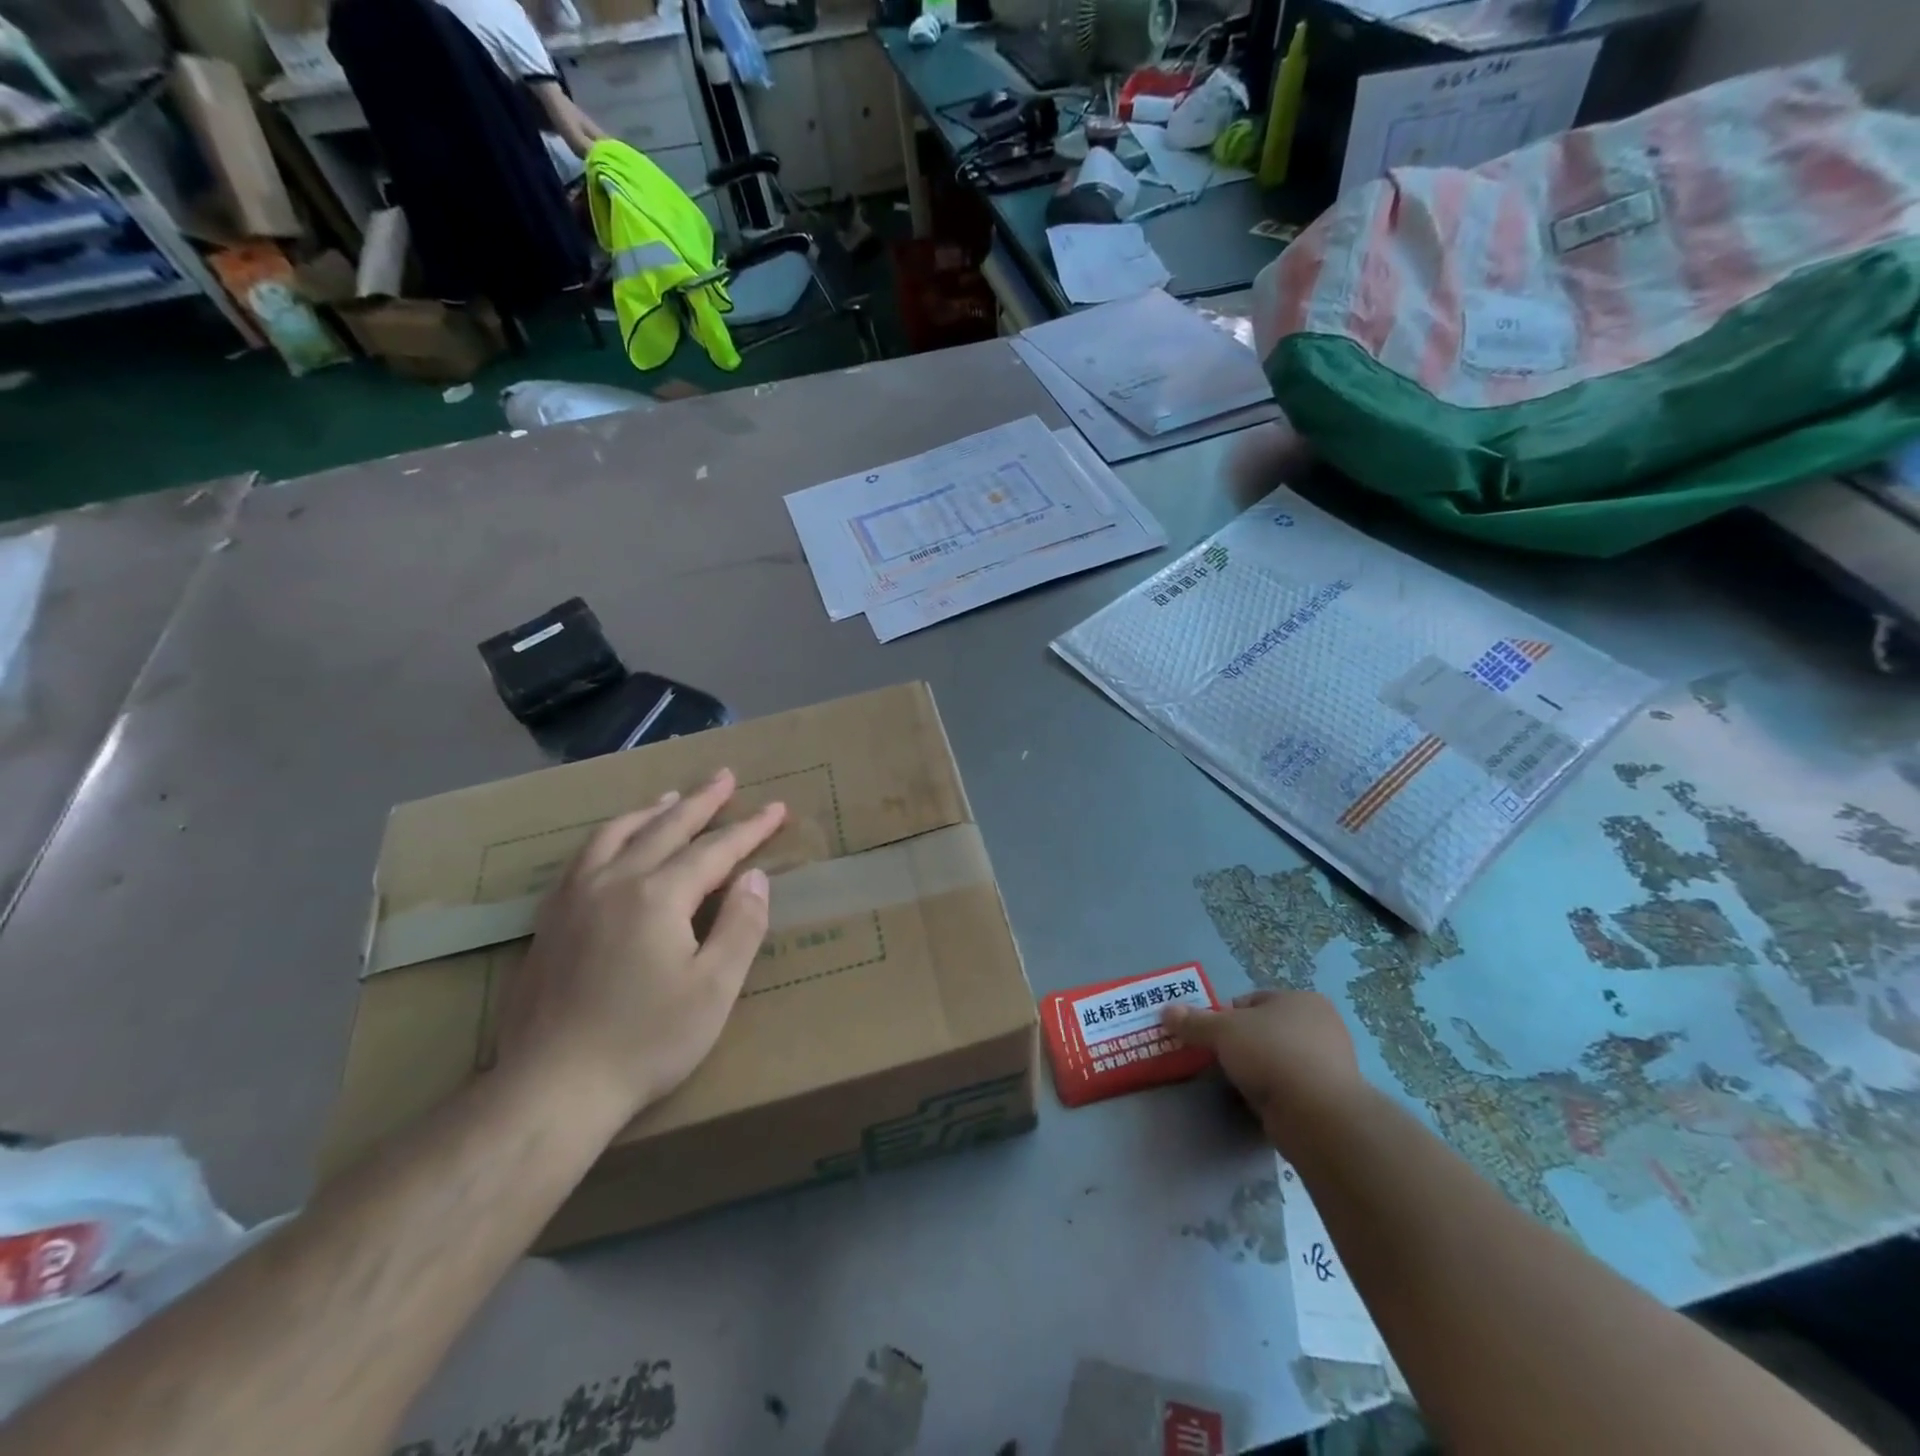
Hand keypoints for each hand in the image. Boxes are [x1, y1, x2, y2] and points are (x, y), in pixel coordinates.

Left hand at [498, 768, 787, 1120]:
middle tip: (725, 776)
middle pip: (665, 827)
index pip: (715, 850)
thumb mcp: (714, 988)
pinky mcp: (550, 920)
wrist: (552, 1088)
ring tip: (672, 797)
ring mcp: (575, 898)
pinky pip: (584, 857)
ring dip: (651, 811)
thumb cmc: (646, 1041)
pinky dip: (610, 835)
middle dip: (702, 801)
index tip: (776, 808)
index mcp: (658, 895)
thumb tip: (755, 877)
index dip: (749, 829)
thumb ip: (740, 926)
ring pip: (617, 834)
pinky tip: (613, 843)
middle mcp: (614, 882)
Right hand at [1161, 989, 1364, 1151]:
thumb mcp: (1222, 1031)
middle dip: (1244, 1043)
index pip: (1254, 1000)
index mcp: (1302, 1000)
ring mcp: (1332, 1064)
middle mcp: (1322, 1026)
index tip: (1212, 1037)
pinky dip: (1276, 1092)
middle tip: (1222, 1060)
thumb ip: (1194, 1021)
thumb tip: (1165, 1011)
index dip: (1228, 1016)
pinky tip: (1261, 1103)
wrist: (1318, 1115)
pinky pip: (1293, 1087)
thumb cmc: (1271, 1054)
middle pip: (1267, 1029)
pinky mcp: (1332, 1098)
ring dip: (1260, 1069)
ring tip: (1239, 1084)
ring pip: (1280, 1059)